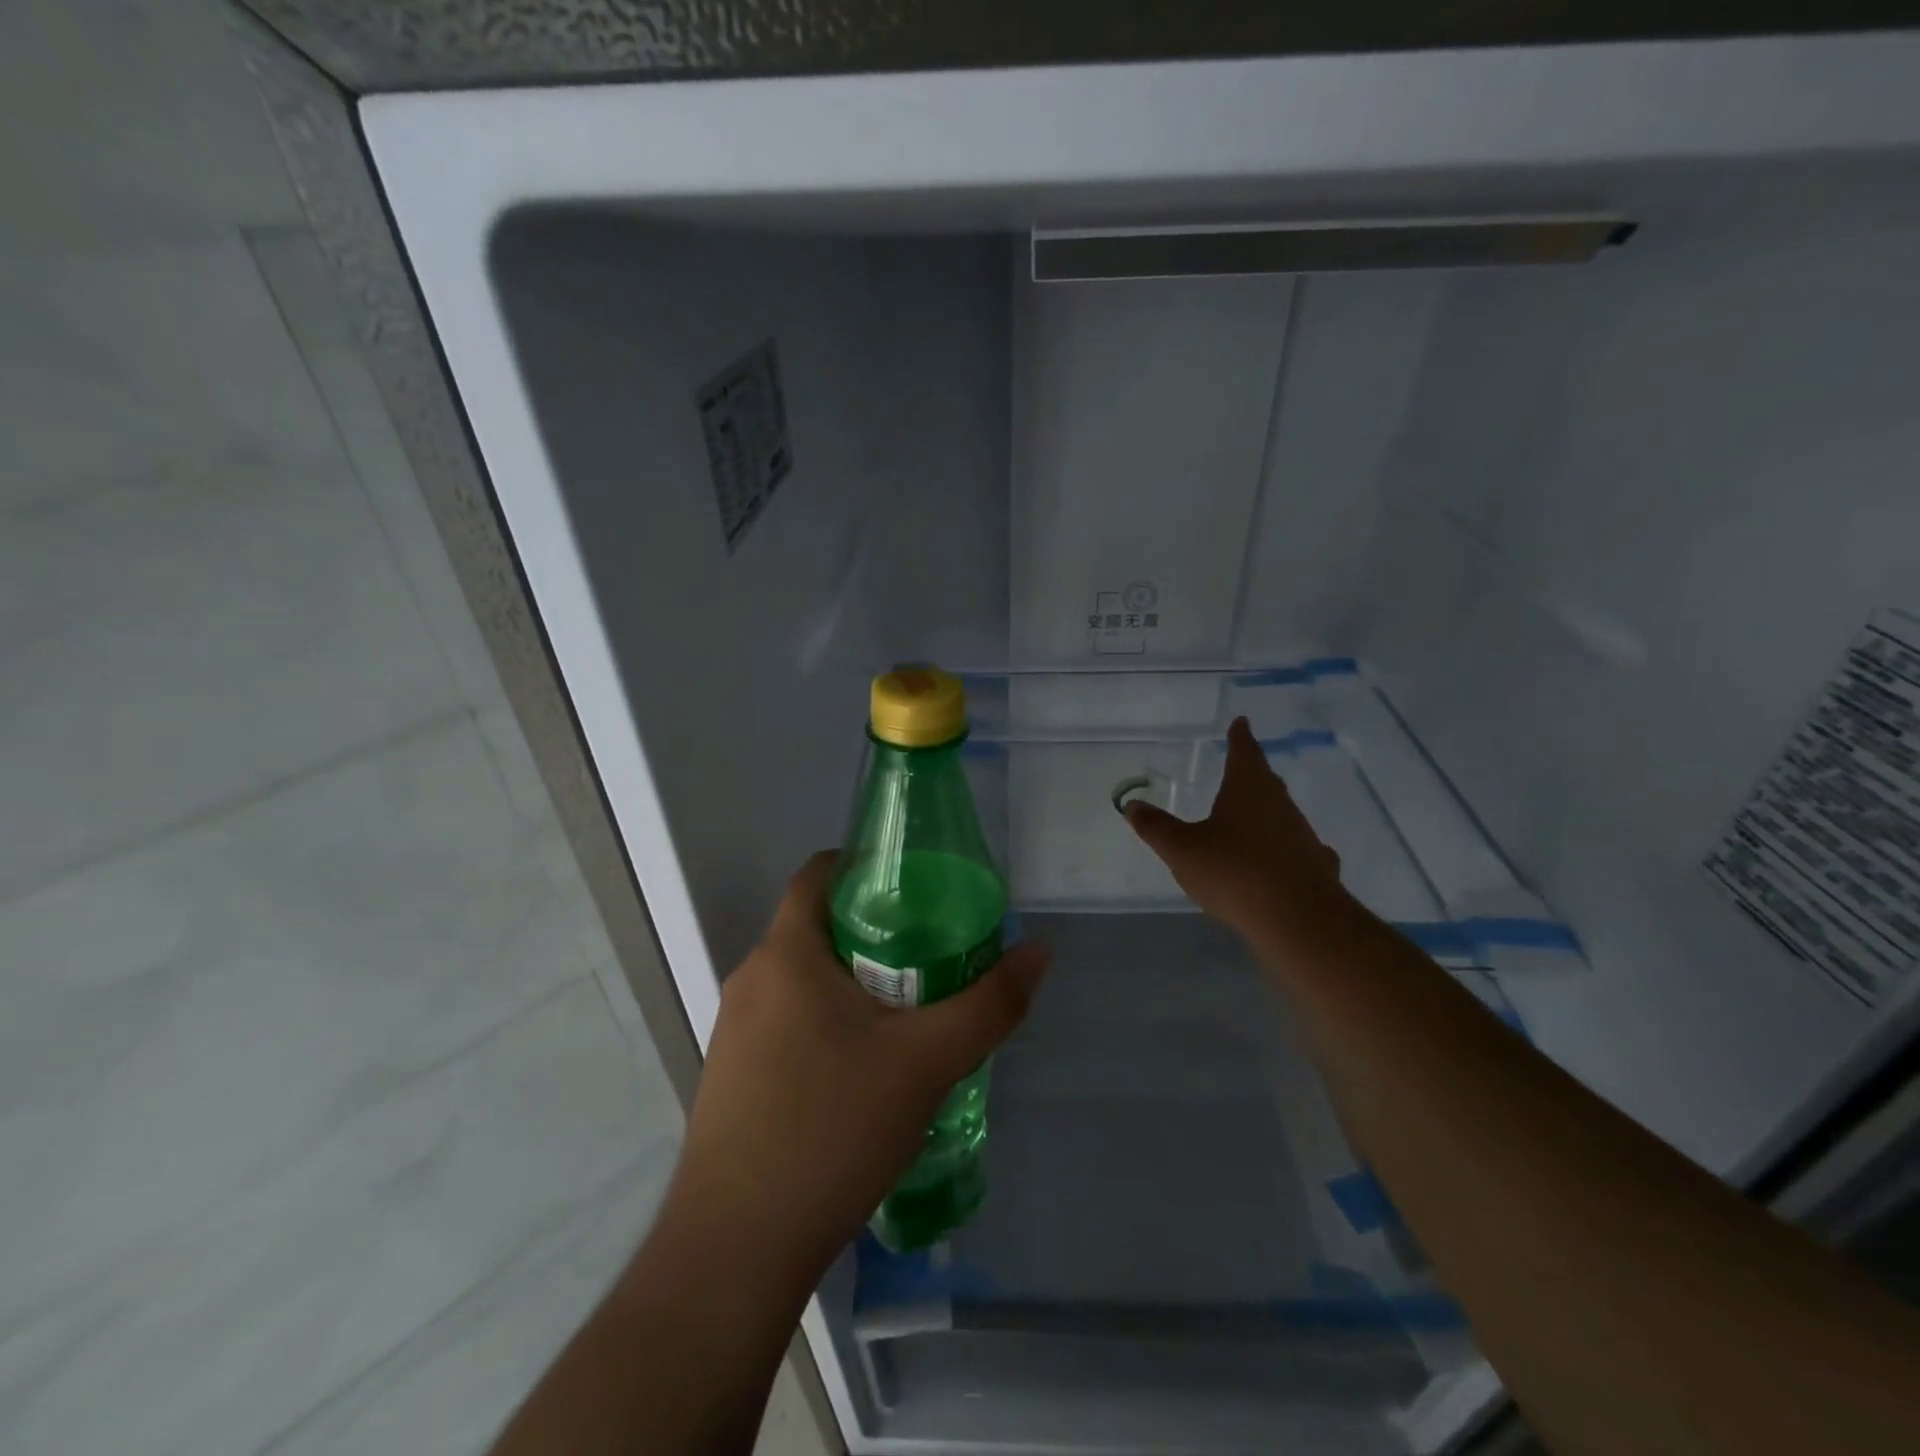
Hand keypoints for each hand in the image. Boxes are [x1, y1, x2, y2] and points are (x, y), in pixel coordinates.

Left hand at [675, 851, 1050, 1278]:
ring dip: (854, 982)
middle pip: (817, 927)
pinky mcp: (733, 1076)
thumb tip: (1039, 950)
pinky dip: (830, 1022)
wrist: (735, 1250)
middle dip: (875, 931)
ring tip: (910, 1011)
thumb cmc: (831, 1129)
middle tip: (933, 953)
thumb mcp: (926, 1062)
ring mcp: (735, 1030)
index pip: (818, 874)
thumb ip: (989, 1003)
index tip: (916, 888)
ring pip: (804, 980)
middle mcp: (752, 979)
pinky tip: (866, 1070)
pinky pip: (788, 1022)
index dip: (866, 866)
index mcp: (786, 954)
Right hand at [1125, 716, 1345, 948]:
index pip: (1244, 752)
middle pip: (1265, 781)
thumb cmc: (1234, 872)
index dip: (1240, 737)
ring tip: (1249, 817)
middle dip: (1251, 773)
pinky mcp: (1316, 866)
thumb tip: (1132, 804)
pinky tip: (1277, 862)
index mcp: (1248, 789)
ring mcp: (1303, 835)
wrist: (1298, 919)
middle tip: (1241, 766)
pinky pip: (1295, 848)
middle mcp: (1280, 805)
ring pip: (1281, 814)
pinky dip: (1282, 848)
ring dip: (1265, 812)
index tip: (1241, 722)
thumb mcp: (1182, 850)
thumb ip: (1156, 827)